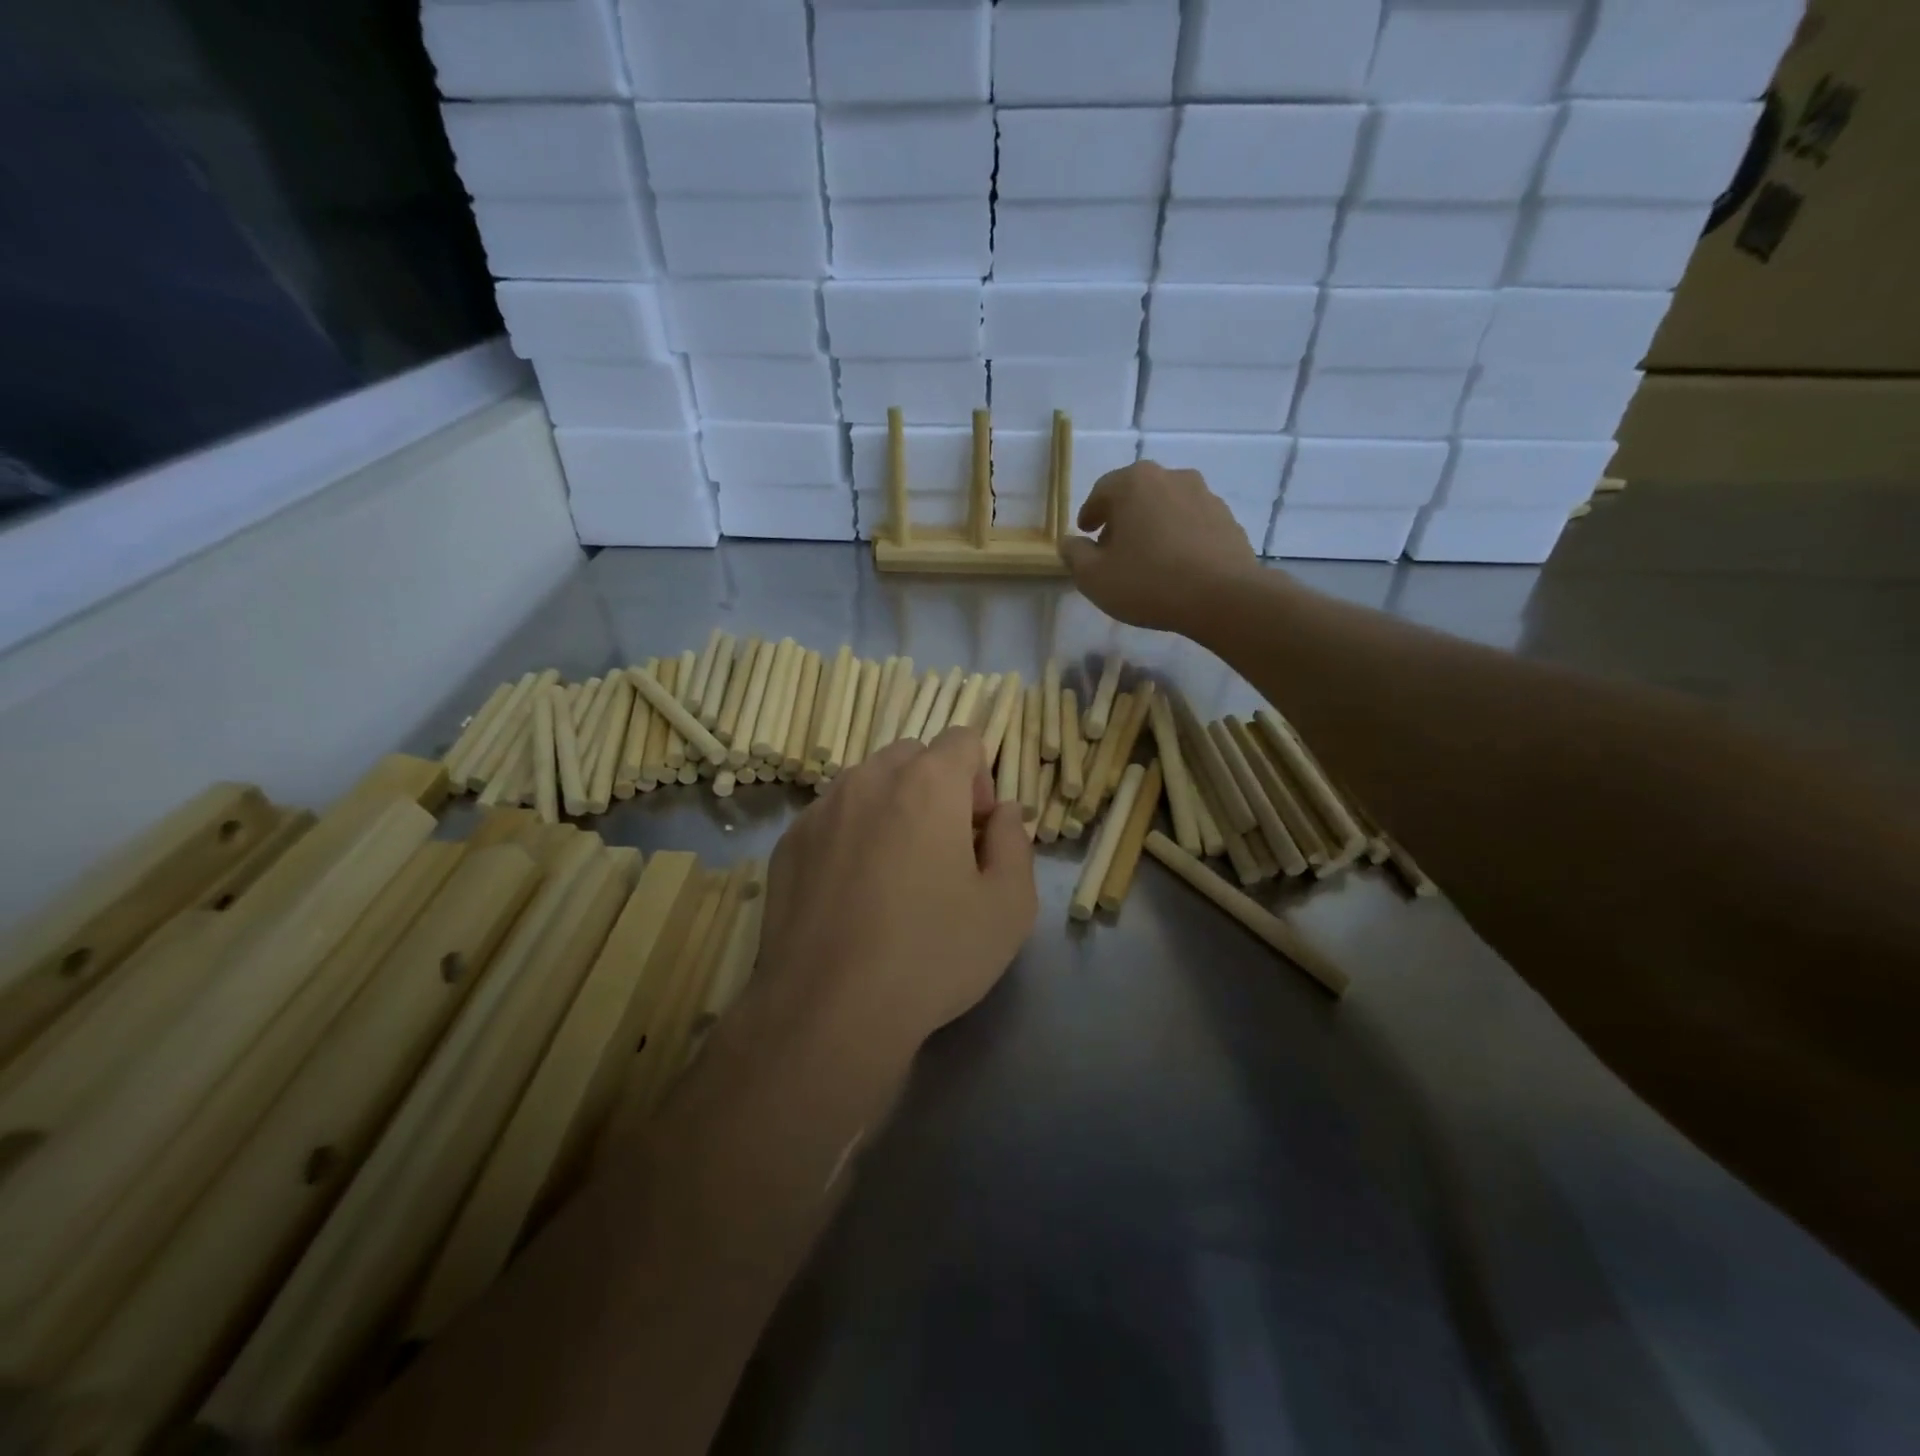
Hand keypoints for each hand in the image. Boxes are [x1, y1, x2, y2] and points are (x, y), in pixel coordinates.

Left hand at [758, 727, 1036, 1064]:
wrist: (828, 1011)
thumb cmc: (932, 955)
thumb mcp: (1009, 906)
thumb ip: (1015, 842)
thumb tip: (1003, 813)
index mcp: (928, 783)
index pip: (963, 739)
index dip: (981, 779)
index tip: (978, 832)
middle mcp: (868, 779)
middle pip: (913, 756)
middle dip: (936, 788)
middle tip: (942, 851)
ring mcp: (820, 809)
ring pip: (868, 783)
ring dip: (891, 808)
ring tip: (893, 874)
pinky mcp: (788, 843)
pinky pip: (831, 817)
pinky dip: (850, 834)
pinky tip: (851, 894)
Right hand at [1060, 460, 1264, 634]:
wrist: (1223, 597)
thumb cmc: (1148, 582)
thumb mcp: (1094, 577)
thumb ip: (1075, 555)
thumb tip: (1070, 543)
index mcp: (1134, 483)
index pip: (1101, 491)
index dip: (1090, 513)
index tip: (1085, 533)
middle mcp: (1171, 477)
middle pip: (1137, 494)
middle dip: (1122, 518)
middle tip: (1113, 547)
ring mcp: (1205, 495)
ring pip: (1167, 507)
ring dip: (1153, 526)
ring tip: (1147, 559)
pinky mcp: (1228, 519)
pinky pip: (1193, 524)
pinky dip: (1180, 538)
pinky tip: (1177, 566)